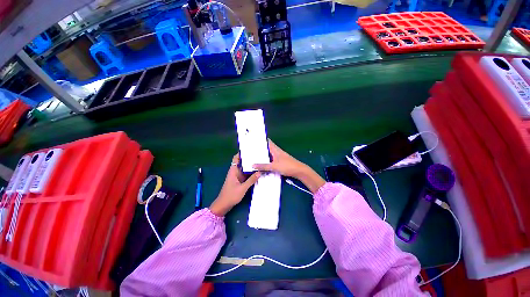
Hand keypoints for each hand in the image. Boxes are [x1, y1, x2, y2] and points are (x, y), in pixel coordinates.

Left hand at [209, 153, 259, 215]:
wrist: (224, 205)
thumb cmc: (231, 195)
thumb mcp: (242, 188)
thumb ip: (251, 180)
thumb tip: (260, 172)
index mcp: (233, 170)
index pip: (236, 158)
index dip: (242, 153)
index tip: (250, 149)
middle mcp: (235, 171)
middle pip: (242, 162)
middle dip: (249, 159)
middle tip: (258, 155)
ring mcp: (238, 176)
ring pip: (245, 168)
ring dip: (251, 166)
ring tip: (260, 161)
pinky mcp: (240, 181)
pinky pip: (246, 174)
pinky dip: (251, 172)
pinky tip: (257, 171)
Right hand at [253, 140, 306, 177]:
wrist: (299, 171)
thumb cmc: (287, 166)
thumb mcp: (274, 166)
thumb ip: (263, 166)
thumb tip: (252, 165)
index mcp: (275, 149)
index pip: (267, 142)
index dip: (261, 140)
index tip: (253, 140)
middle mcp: (277, 151)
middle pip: (267, 148)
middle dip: (260, 149)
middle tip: (251, 150)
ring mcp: (279, 156)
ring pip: (269, 154)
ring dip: (263, 155)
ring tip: (254, 156)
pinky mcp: (280, 162)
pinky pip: (271, 159)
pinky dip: (267, 160)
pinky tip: (262, 164)